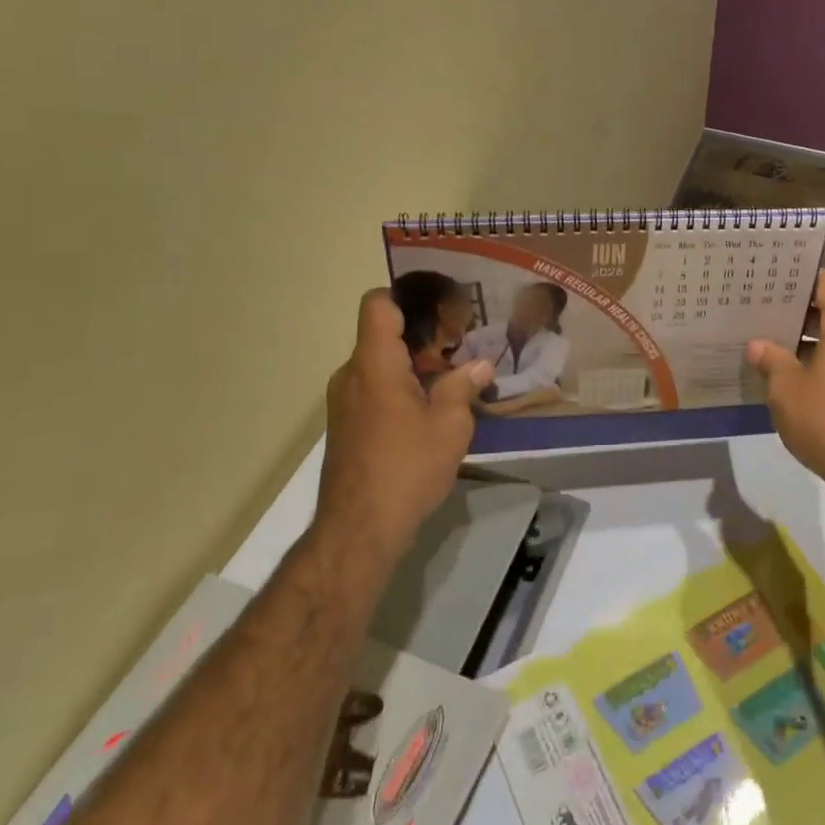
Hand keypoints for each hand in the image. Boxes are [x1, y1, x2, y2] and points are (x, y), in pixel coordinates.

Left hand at [316, 289, 492, 555]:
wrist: (358, 530)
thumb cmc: (407, 467)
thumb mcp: (449, 425)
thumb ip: (462, 387)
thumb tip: (480, 365)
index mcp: (375, 364)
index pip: (378, 305)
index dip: (406, 295)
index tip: (440, 304)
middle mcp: (352, 375)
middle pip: (383, 336)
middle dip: (423, 337)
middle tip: (463, 346)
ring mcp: (344, 402)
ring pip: (380, 366)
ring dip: (414, 368)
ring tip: (454, 380)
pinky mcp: (346, 427)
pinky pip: (374, 391)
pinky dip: (401, 390)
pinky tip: (431, 412)